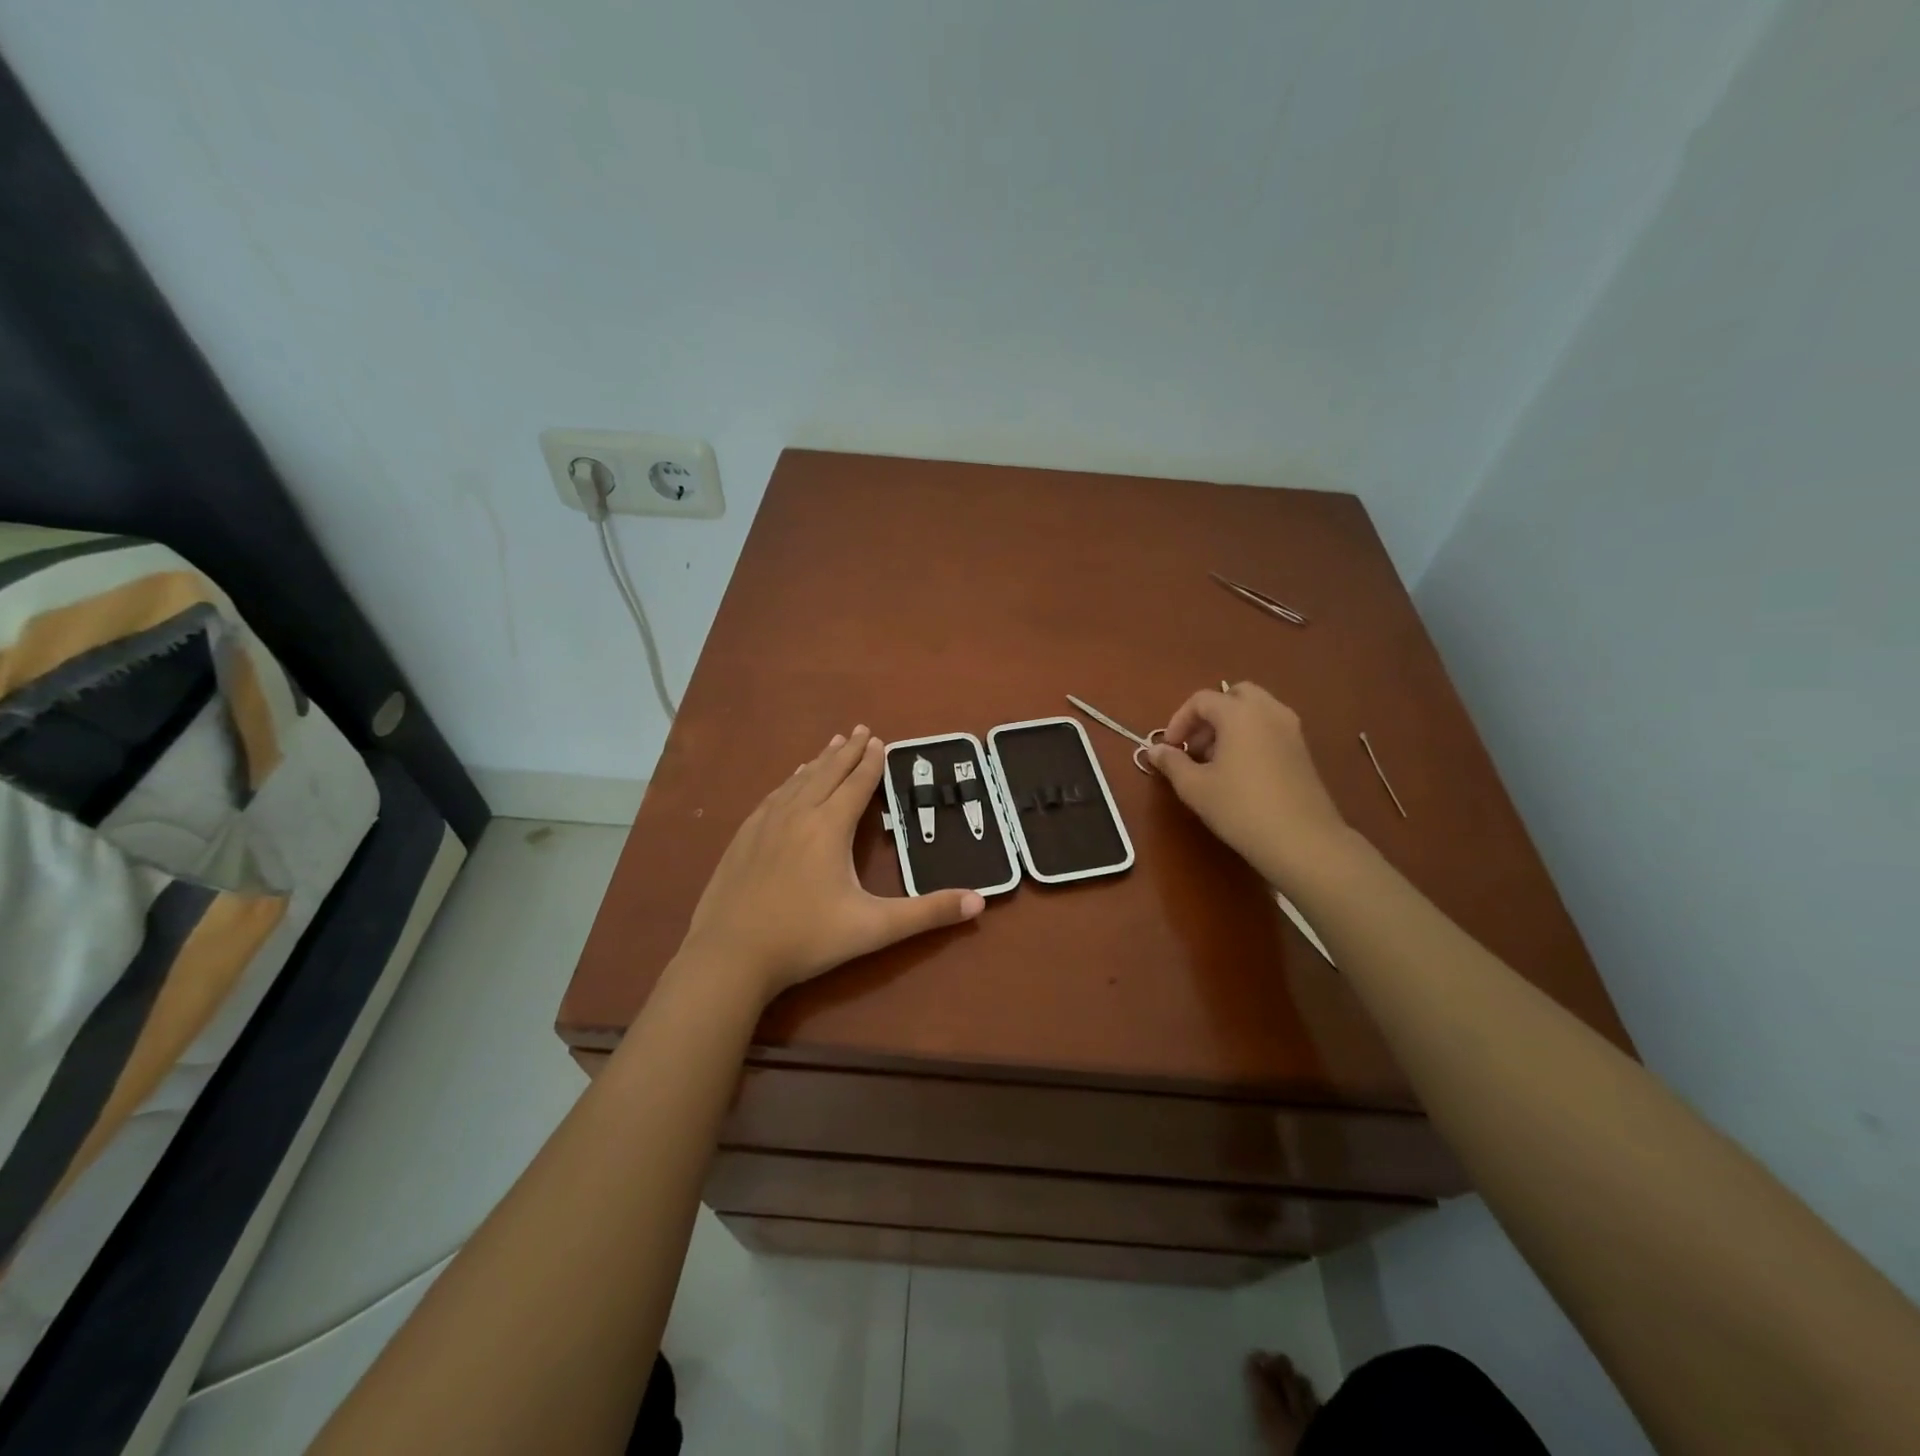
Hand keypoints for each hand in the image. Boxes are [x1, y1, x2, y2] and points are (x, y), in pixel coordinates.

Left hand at [679, 725, 985, 1002]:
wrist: (729, 956)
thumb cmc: (806, 939)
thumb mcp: (874, 928)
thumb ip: (927, 913)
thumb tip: (979, 903)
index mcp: (829, 827)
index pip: (855, 784)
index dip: (870, 762)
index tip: (879, 740)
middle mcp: (797, 815)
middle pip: (826, 773)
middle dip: (846, 751)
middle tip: (859, 729)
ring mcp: (765, 825)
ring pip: (797, 781)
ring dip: (817, 761)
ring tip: (830, 745)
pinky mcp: (743, 838)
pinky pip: (772, 797)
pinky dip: (788, 781)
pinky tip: (788, 783)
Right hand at [1147, 683, 1351, 886]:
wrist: (1302, 840)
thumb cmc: (1240, 808)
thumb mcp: (1195, 787)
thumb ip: (1172, 762)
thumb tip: (1154, 750)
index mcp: (1239, 713)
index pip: (1201, 700)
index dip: (1179, 721)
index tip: (1171, 749)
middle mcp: (1268, 711)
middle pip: (1234, 695)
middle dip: (1209, 715)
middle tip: (1196, 746)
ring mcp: (1291, 729)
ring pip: (1255, 710)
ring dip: (1231, 725)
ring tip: (1216, 761)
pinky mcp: (1302, 750)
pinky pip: (1270, 727)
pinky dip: (1251, 735)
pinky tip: (1241, 771)